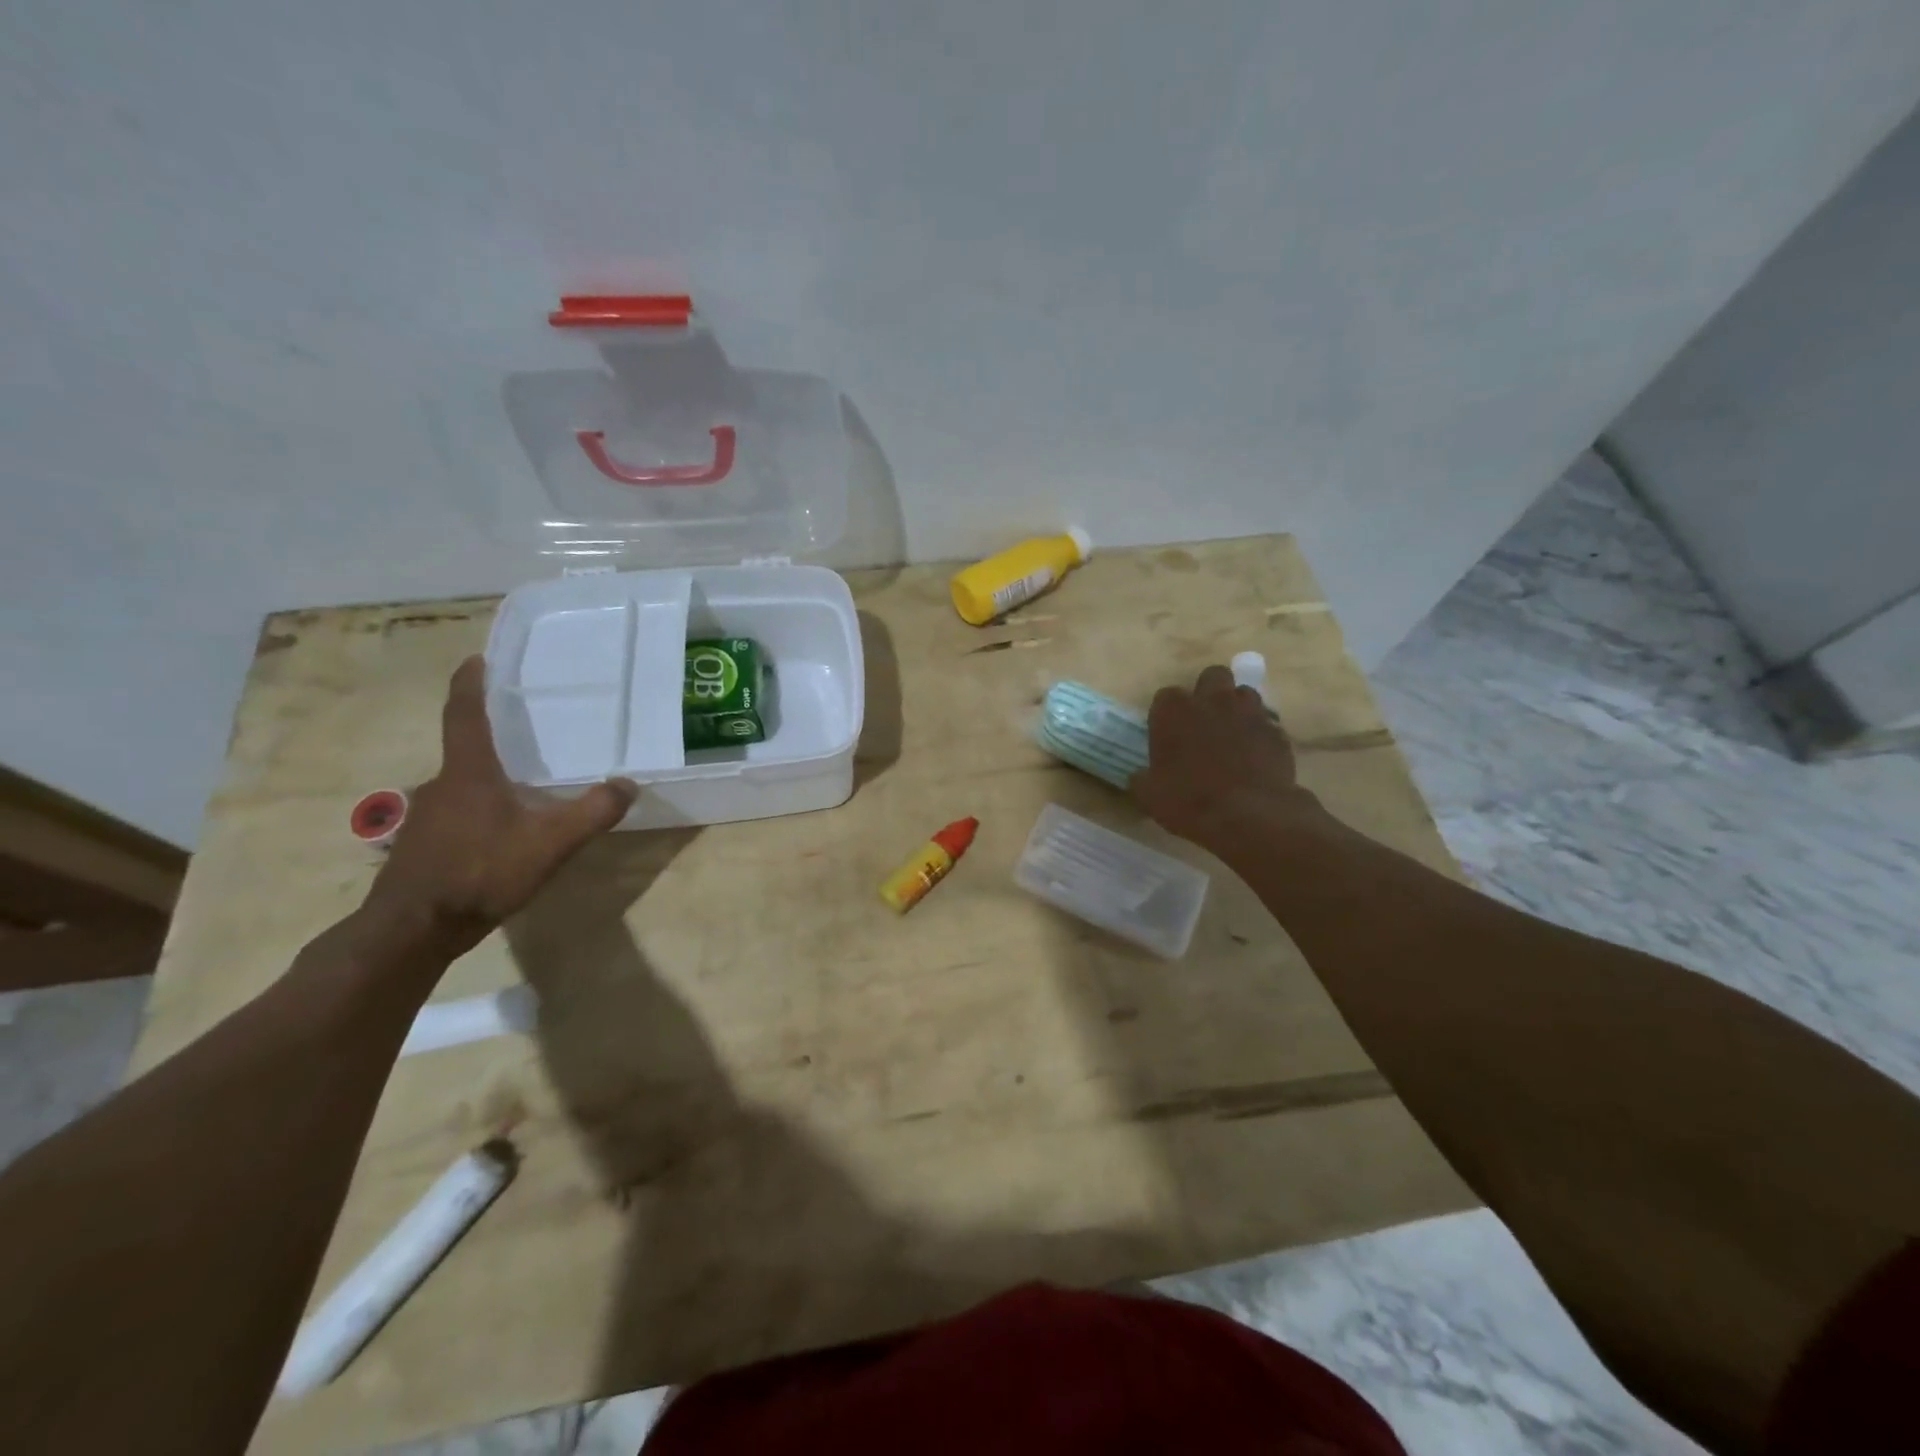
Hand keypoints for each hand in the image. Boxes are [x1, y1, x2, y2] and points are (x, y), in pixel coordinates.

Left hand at [364, 656, 637, 953]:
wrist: (413, 929)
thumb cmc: (481, 871)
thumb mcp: (551, 842)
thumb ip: (594, 811)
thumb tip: (628, 783)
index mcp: (468, 772)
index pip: (464, 714)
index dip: (469, 684)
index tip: (475, 659)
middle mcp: (441, 785)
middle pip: (464, 749)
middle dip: (490, 737)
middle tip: (523, 732)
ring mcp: (426, 817)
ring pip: (461, 785)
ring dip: (486, 778)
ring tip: (520, 785)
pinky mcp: (422, 845)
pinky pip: (455, 813)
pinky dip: (479, 810)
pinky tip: (501, 832)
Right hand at [1131, 664, 1318, 852]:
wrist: (1249, 815)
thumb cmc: (1189, 801)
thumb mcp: (1148, 796)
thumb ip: (1142, 778)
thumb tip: (1141, 776)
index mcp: (1174, 711)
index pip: (1166, 696)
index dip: (1167, 714)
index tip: (1167, 734)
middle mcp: (1212, 700)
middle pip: (1212, 676)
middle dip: (1208, 692)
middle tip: (1203, 721)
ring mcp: (1249, 712)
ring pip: (1244, 693)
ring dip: (1237, 708)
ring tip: (1232, 735)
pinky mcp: (1276, 730)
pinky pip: (1266, 723)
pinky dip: (1259, 734)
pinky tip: (1255, 756)